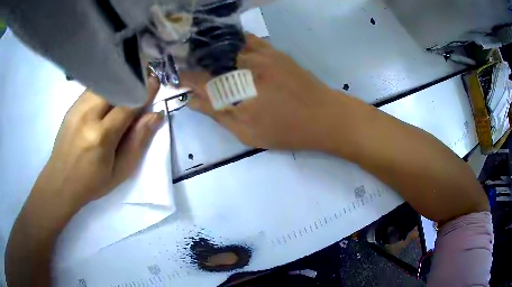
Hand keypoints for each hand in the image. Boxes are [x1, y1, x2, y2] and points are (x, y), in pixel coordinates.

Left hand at [33, 76, 163, 209]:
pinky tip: (108, 99)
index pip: (127, 103)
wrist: (60, 182)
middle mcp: (88, 115)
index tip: (155, 82)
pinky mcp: (71, 107)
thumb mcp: (121, 171)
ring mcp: (77, 108)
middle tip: (142, 84)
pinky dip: (105, 89)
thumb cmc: (92, 183)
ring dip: (118, 84)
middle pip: (115, 86)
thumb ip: (138, 141)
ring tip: (126, 91)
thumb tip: (155, 115)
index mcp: (101, 135)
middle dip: (131, 81)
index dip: (144, 91)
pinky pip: (93, 89)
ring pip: (103, 84)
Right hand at [182, 34, 353, 150]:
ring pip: (225, 46)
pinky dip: (231, 41)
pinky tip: (224, 46)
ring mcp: (261, 55)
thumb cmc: (287, 131)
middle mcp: (245, 68)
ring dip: (209, 50)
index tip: (175, 78)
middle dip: (193, 61)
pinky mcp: (273, 50)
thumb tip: (192, 101)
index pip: (200, 80)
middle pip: (210, 59)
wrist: (324, 116)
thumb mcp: (249, 134)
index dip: (184, 78)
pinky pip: (246, 39)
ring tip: (200, 55)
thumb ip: (218, 115)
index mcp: (237, 92)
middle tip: (184, 65)